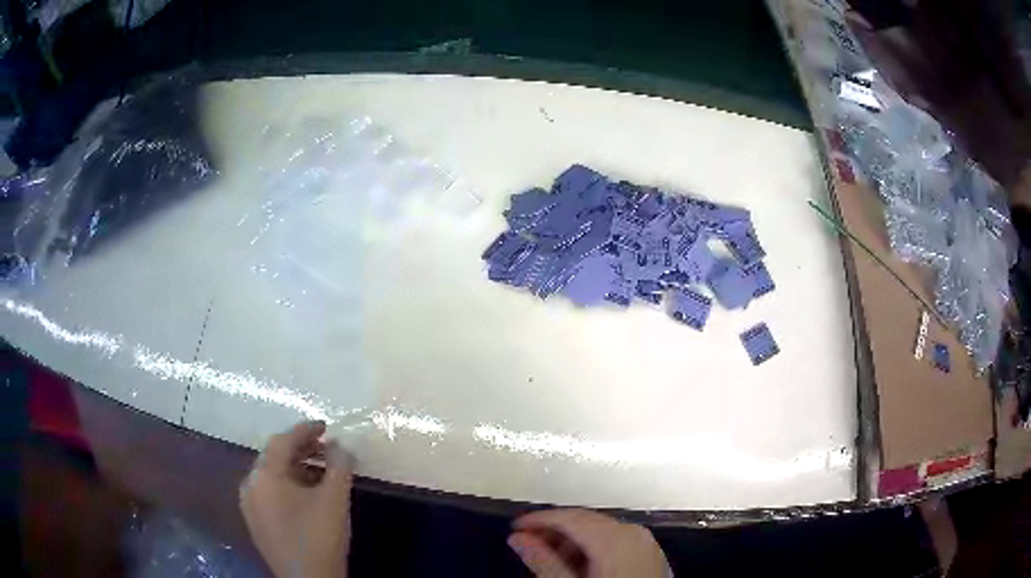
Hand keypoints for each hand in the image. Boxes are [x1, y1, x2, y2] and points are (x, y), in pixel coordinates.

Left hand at [241, 421, 353, 577]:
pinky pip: (270, 492)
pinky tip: (308, 494)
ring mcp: (250, 506)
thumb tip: (341, 446)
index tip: (326, 426)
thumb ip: (339, 466)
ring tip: (321, 471)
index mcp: (263, 477)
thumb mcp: (335, 499)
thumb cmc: (319, 537)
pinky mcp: (256, 522)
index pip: (281, 441)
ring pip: (272, 476)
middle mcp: (250, 486)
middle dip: (301, 449)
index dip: (305, 430)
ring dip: (296, 468)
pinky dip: (288, 485)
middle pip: (273, 457)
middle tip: (326, 448)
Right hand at [508, 509, 669, 577]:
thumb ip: (544, 562)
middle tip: (529, 545)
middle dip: (554, 532)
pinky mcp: (651, 555)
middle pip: (585, 521)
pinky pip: (617, 541)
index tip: (516, 528)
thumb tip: (519, 539)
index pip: (568, 517)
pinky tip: (580, 567)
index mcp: (614, 537)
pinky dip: (595, 548)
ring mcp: (646, 543)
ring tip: (551, 562)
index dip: (538, 520)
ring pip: (601, 531)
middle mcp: (633, 532)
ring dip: (573, 542)